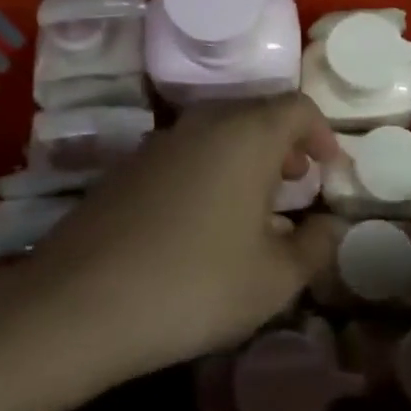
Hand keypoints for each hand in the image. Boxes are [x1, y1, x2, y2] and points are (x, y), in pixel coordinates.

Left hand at [23, 95, 347, 378]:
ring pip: (217, 131)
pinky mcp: (126, 167)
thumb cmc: (196, 284)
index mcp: (246, 135)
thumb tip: (329, 225)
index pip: (297, 107)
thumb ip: (316, 245)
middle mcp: (202, 123)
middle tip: (297, 181)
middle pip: (256, 113)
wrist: (79, 303)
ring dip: (246, 157)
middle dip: (285, 143)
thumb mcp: (275, 279)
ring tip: (255, 204)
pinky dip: (209, 170)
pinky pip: (185, 153)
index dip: (322, 133)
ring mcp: (158, 142)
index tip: (330, 168)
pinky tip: (204, 220)